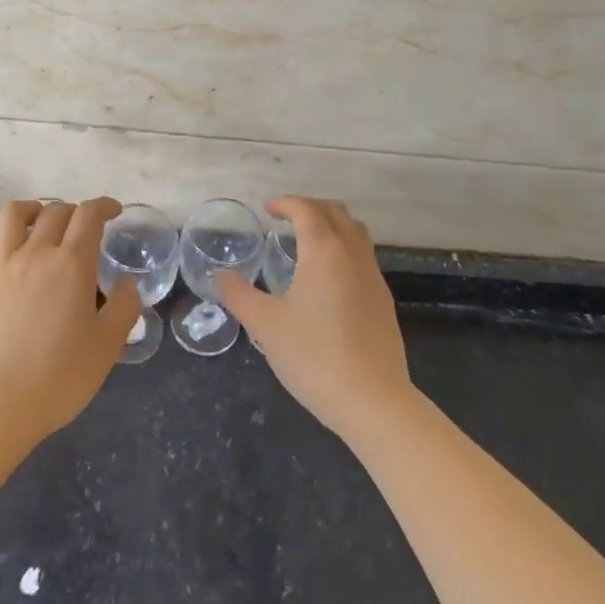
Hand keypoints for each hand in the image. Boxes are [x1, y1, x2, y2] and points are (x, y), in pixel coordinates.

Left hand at [0, 198, 139, 441]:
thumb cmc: (60, 377)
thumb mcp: (107, 347)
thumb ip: (123, 309)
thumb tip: (129, 283)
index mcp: (72, 264)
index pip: (89, 215)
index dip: (104, 206)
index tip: (114, 211)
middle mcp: (35, 255)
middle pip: (55, 212)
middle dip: (74, 211)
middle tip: (85, 229)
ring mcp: (1, 269)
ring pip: (12, 216)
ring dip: (31, 210)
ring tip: (41, 222)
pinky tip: (3, 256)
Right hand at [219, 198, 412, 438]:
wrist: (372, 400)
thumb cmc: (313, 355)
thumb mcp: (265, 324)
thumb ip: (239, 295)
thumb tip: (221, 276)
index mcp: (324, 252)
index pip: (308, 210)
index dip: (287, 203)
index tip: (268, 209)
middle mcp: (353, 255)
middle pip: (337, 213)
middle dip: (311, 207)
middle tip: (287, 219)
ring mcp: (374, 278)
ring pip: (356, 234)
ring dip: (332, 226)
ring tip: (307, 243)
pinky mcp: (383, 301)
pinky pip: (363, 258)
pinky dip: (344, 250)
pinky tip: (328, 279)